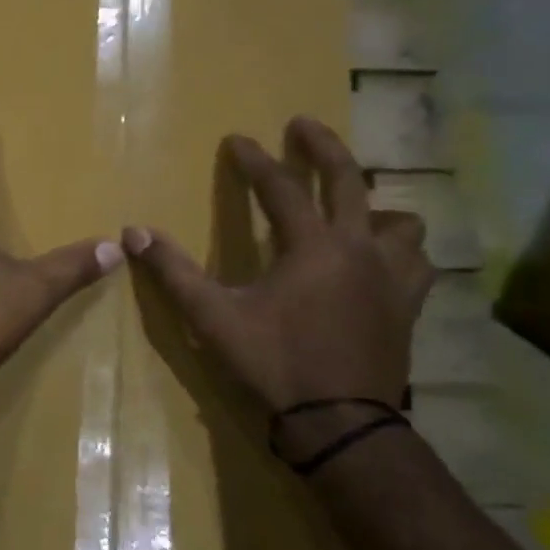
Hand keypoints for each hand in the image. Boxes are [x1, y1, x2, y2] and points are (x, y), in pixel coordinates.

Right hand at [123, 116, 432, 416]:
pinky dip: (399, 249)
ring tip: (353, 207)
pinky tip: (381, 260)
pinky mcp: (407, 306)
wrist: (340, 423)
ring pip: (399, 222)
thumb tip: (133, 233)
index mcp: (312, 247)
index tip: (237, 139)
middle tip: (303, 125)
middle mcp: (359, 249)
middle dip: (323, 148)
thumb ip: (173, 272)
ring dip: (373, 205)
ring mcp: (391, 277)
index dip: (254, 160)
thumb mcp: (212, 317)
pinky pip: (416, 262)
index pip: (281, 188)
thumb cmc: (274, 364)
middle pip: (349, 181)